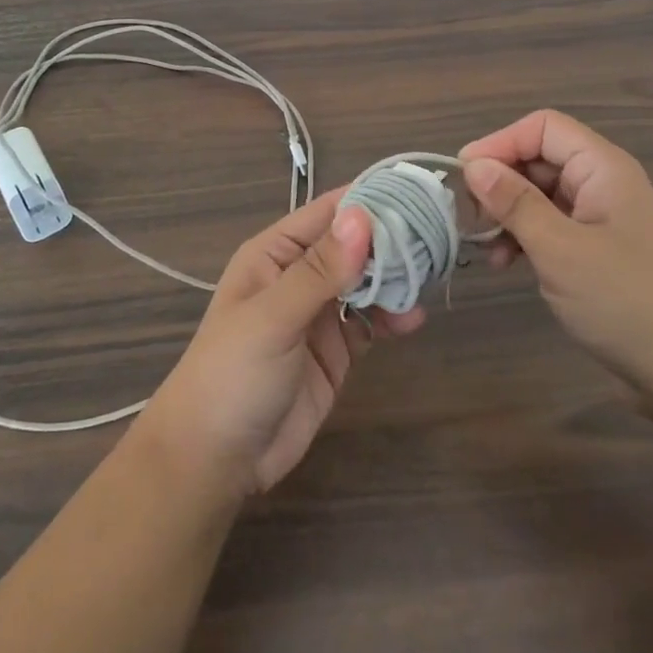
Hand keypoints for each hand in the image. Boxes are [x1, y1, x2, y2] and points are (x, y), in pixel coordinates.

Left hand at [136, 191, 424, 499]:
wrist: (215, 460)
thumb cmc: (232, 373)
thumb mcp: (273, 317)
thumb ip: (320, 270)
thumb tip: (362, 216)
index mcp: (274, 254)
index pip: (327, 213)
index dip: (369, 201)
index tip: (416, 193)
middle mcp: (298, 276)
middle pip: (352, 246)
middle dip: (390, 240)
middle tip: (437, 236)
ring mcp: (318, 314)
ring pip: (365, 282)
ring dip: (394, 278)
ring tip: (430, 276)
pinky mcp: (335, 352)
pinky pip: (369, 322)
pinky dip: (391, 316)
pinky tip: (412, 318)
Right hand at [460, 110, 652, 409]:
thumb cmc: (627, 301)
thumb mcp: (560, 249)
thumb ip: (515, 203)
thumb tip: (473, 165)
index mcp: (602, 168)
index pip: (542, 127)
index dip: (501, 142)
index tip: (465, 176)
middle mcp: (602, 183)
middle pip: (539, 158)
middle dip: (500, 182)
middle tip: (471, 218)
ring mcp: (600, 217)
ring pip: (540, 194)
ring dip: (508, 214)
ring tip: (486, 249)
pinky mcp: (597, 250)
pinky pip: (550, 225)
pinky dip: (524, 237)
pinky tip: (507, 265)